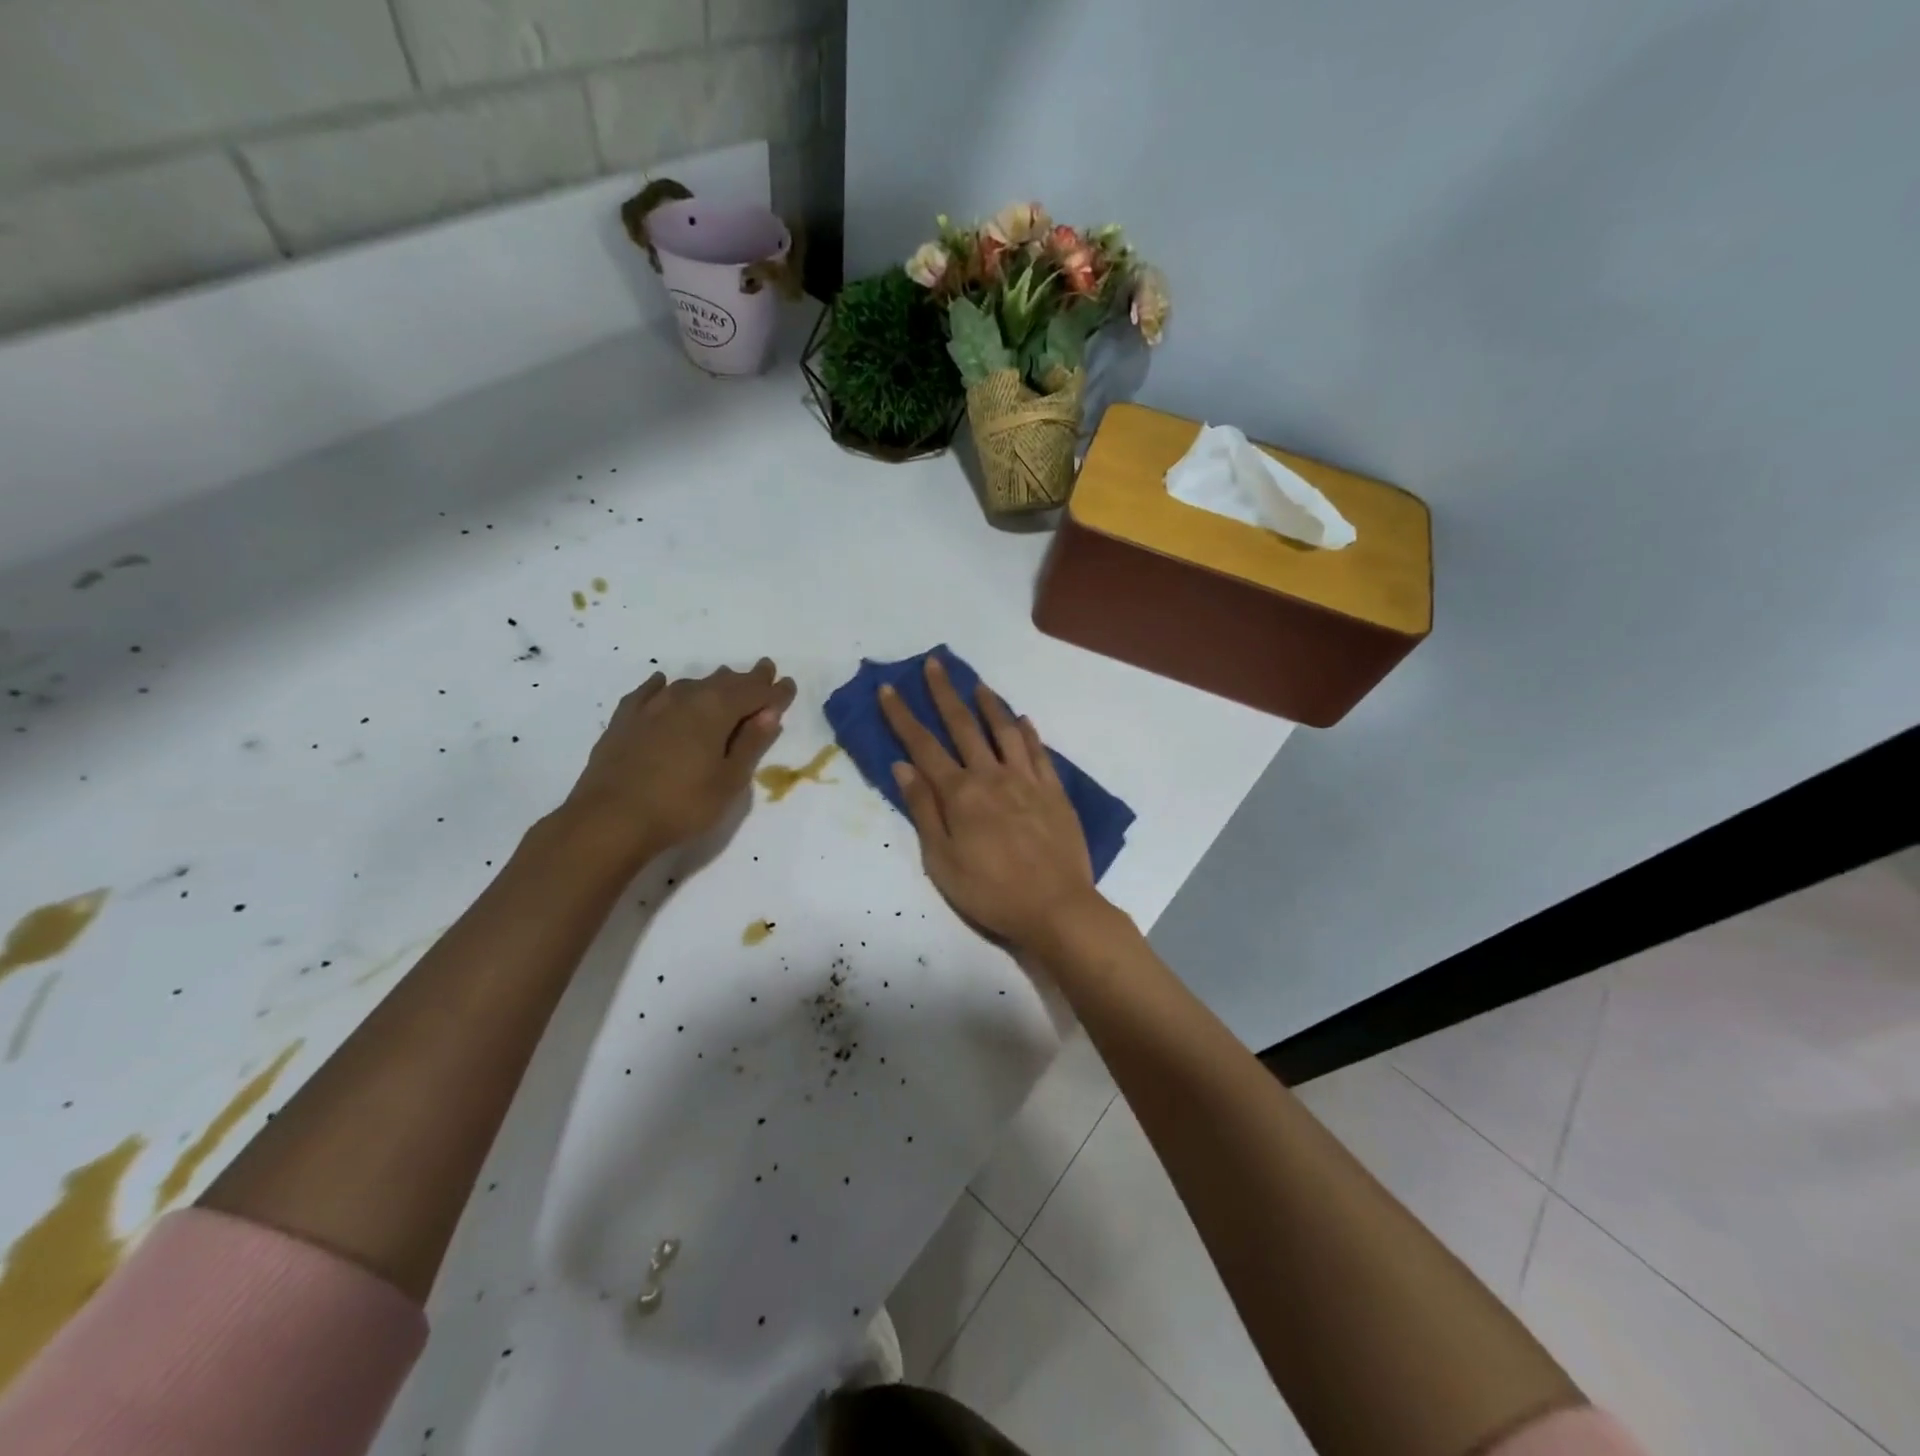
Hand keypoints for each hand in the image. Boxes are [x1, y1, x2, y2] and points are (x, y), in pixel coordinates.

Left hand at [563, 659, 796, 863]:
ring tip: (724, 682)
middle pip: (724, 682)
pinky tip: (663, 683)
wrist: (610, 820)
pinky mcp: (625, 720)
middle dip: (747, 679)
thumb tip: (769, 713)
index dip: (774, 690)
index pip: (754, 692)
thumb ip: (751, 743)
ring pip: (690, 684)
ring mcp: (651, 707)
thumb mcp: (729, 780)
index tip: (788, 685)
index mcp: (716, 710)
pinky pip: (649, 693)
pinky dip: (663, 686)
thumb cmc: (682, 805)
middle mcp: (686, 698)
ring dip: (712, 683)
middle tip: (763, 672)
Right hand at [879, 657, 1103, 950]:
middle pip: (964, 726)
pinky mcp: (1054, 791)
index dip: (903, 716)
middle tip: (935, 663)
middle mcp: (992, 776)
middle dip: (945, 693)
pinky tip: (1023, 720)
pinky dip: (1028, 732)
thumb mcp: (942, 861)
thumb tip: (902, 766)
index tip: (889, 688)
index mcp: (960, 794)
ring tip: (978, 683)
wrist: (1056, 907)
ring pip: (1005, 730)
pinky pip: (1039, 752)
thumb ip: (923, 810)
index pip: (923, 746)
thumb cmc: (990, 891)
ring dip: (989, 704)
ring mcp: (1027, 780)